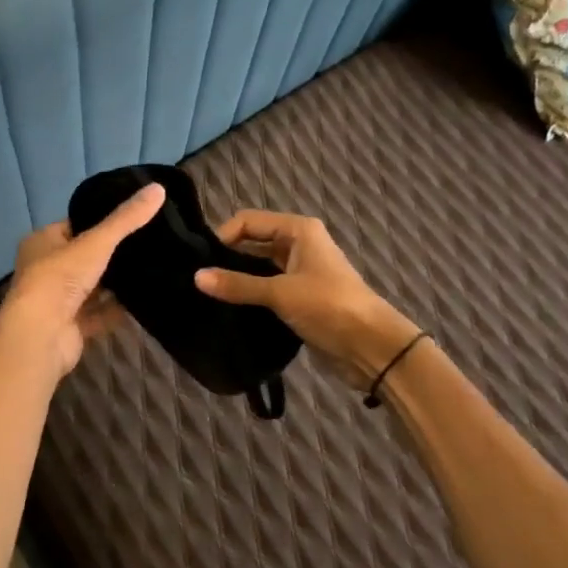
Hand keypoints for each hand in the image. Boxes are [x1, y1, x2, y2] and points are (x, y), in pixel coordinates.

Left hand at [0, 184, 166, 380]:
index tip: (133, 218)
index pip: (75, 225)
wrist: (41, 335)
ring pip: (93, 287)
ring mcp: (58, 301)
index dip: (100, 221)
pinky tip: (144, 301)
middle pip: (85, 257)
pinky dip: (117, 310)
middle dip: (112, 255)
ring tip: (152, 268)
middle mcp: (46, 269)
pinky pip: (99, 314)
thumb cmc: (60, 278)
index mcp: (42, 242)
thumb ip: (127, 219)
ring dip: (116, 283)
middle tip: (149, 244)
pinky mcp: (71, 327)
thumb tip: (158, 188)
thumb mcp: (96, 242)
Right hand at [195, 209, 421, 389]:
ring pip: (258, 266)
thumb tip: (196, 277)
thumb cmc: (328, 306)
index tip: (200, 260)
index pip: (248, 220)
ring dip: (238, 277)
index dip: (224, 236)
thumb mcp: (280, 293)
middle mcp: (298, 244)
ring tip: (207, 293)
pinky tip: (228, 306)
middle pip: (253, 241)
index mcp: (298, 230)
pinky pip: (267, 287)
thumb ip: (238, 285)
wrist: (372, 346)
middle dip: (227, 256)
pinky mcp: (300, 296)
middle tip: (198, 277)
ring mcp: (300, 270)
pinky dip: (250, 294)